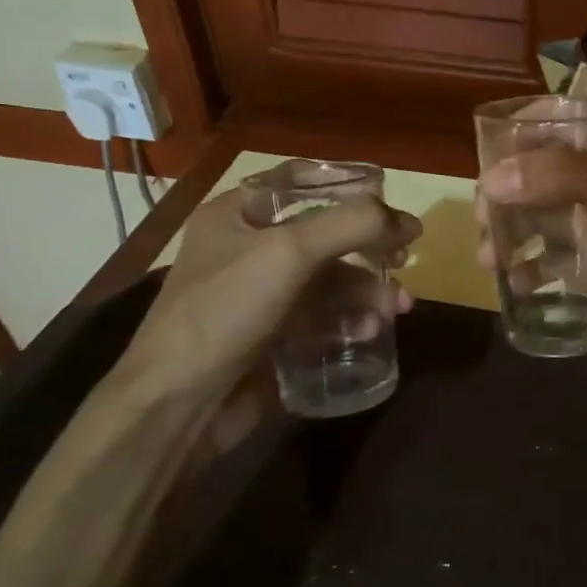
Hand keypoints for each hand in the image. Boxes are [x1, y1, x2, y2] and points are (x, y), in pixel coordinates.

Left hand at [121, 187, 420, 402]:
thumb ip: (352, 225)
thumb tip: (409, 221)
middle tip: (403, 261)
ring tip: (396, 308)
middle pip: (324, 235)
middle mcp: (248, 249)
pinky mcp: (273, 336)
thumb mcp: (289, 252)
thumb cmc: (225, 311)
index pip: (298, 182)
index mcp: (237, 215)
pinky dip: (349, 320)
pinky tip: (368, 332)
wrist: (178, 404)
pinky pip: (322, 317)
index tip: (388, 204)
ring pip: (329, 281)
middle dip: (369, 248)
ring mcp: (261, 296)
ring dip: (367, 290)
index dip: (346, 187)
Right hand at [476, 119, 586, 347]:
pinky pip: (551, 260)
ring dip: (510, 233)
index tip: (486, 155)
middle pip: (539, 174)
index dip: (519, 133)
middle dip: (506, 193)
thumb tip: (493, 179)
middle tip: (482, 218)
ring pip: (539, 218)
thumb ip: (562, 177)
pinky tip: (515, 282)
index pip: (557, 122)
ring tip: (488, 257)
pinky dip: (529, 268)